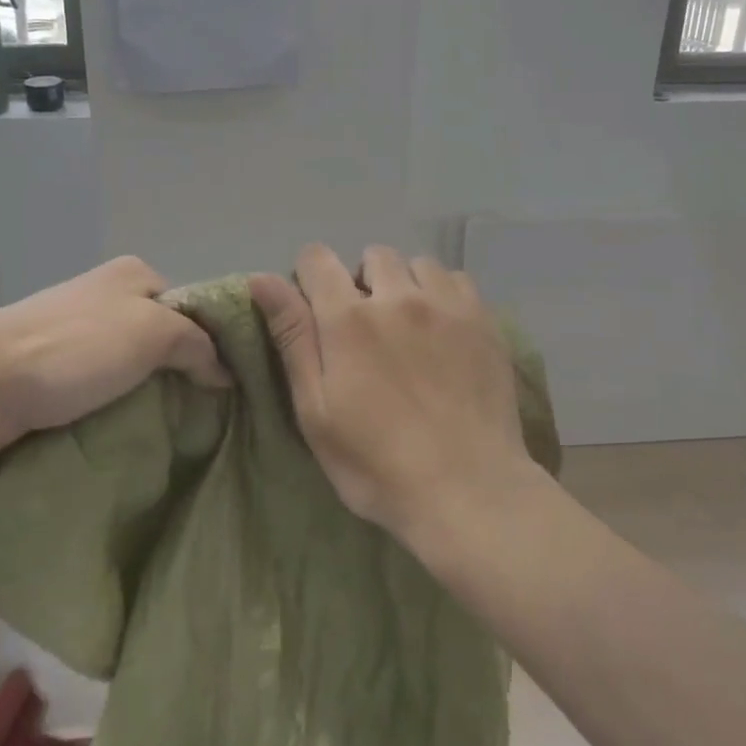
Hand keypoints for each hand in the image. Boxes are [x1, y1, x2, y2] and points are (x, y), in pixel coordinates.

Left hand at [0, 256, 229, 466]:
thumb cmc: (76, 347)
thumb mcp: (153, 332)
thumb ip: (198, 344)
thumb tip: (224, 371)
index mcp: (134, 273)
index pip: (192, 306)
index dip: (212, 342)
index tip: (228, 384)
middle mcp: (107, 293)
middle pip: (163, 334)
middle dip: (181, 369)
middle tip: (203, 410)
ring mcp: (77, 329)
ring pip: (132, 362)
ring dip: (148, 390)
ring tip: (172, 425)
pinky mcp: (53, 364)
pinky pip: (102, 383)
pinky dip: (117, 402)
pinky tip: (130, 426)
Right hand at [249, 244, 531, 544]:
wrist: (468, 490)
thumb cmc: (376, 463)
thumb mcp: (316, 410)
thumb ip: (292, 337)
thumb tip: (261, 278)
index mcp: (348, 318)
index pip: (317, 258)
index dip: (309, 277)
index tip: (316, 310)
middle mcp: (398, 296)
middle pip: (372, 256)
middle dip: (362, 282)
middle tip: (366, 329)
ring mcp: (446, 305)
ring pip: (418, 264)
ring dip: (405, 285)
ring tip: (409, 327)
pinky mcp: (483, 320)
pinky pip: (457, 280)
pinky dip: (443, 294)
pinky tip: (444, 330)